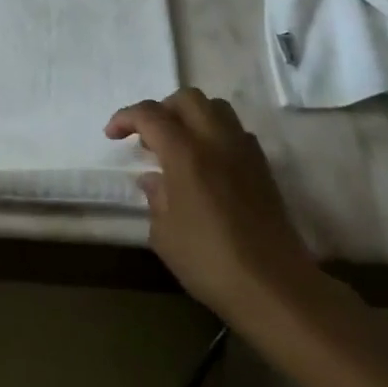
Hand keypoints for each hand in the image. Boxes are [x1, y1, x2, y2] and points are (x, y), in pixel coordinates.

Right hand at [106, 88, 321, 323]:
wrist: (275, 287)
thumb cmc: (210, 262)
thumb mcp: (165, 235)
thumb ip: (156, 199)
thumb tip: (154, 180)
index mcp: (186, 153)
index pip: (150, 115)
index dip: (126, 118)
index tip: (112, 135)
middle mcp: (216, 141)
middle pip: (187, 99)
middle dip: (162, 109)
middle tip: (147, 137)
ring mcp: (244, 151)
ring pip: (216, 108)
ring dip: (191, 117)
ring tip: (177, 145)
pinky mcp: (263, 167)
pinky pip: (235, 131)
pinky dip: (215, 134)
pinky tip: (207, 164)